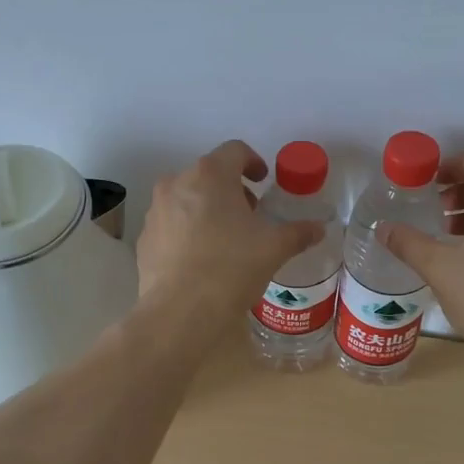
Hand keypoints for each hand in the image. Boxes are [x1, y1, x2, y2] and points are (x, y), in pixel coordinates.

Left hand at [137, 141, 324, 322]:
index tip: (263, 180)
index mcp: (210, 175)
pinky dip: (187, 231)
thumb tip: (318, 229)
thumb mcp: (274, 248)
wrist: (181, 311)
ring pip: (186, 198)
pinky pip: (171, 224)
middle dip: (231, 189)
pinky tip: (200, 259)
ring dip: (207, 209)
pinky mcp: (144, 238)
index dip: (253, 162)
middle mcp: (177, 183)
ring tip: (225, 238)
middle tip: (249, 215)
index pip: (235, 151)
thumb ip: (298, 232)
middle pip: (209, 174)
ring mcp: (156, 211)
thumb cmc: (232, 267)